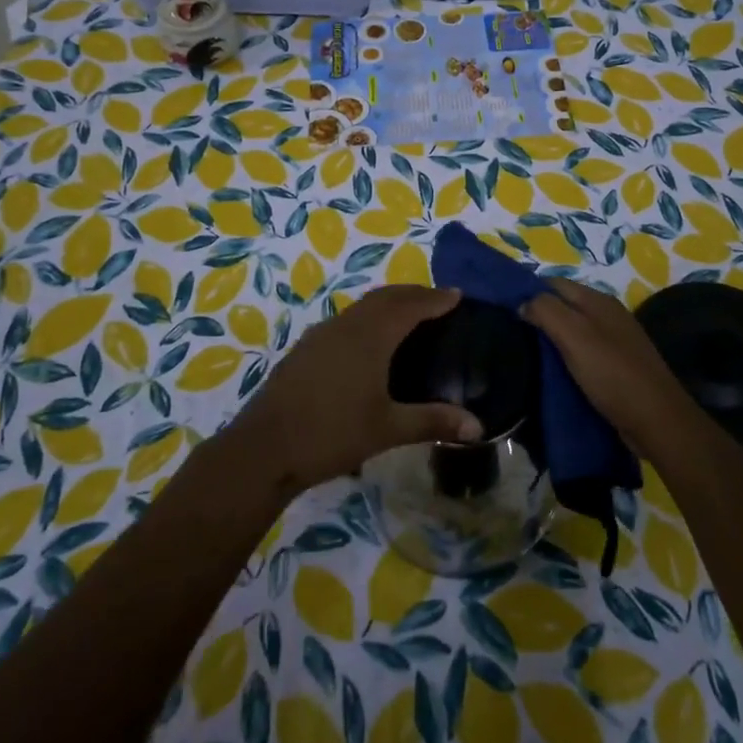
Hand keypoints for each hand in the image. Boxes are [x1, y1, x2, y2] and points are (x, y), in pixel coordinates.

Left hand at [231, 285, 481, 493]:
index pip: (410, 306)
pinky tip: (370, 342)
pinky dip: (369, 317)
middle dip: (414, 294)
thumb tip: (477, 427)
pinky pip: (347, 320)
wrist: (264, 448)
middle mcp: (347, 325)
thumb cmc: (331, 434)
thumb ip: (433, 422)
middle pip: (386, 297)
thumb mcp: (388, 429)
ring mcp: (322, 334)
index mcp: (370, 336)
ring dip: (389, 303)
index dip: (435, 299)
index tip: (457, 296)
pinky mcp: (306, 348)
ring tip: (409, 316)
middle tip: (438, 301)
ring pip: (363, 306)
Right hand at [521, 279, 695, 452]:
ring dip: (550, 338)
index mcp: (598, 300)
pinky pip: (582, 352)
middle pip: (563, 305)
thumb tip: (522, 302)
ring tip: (523, 353)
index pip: (554, 282)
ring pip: (572, 330)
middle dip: (537, 314)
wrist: (656, 420)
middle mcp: (607, 314)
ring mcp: (614, 340)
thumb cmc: (612, 374)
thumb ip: (546, 311)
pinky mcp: (616, 366)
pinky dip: (565, 357)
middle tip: (509, 333)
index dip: (528, 291)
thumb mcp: (574, 336)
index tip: (502, 309)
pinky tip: (550, 371)